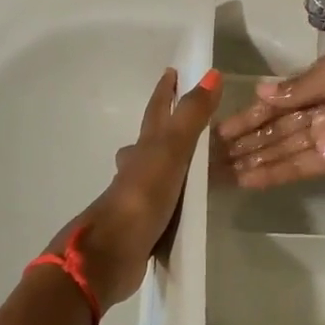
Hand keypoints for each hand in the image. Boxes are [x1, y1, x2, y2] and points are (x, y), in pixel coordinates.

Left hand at [46, 68, 221, 307]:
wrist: (111, 252)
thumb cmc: (142, 196)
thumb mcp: (171, 151)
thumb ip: (192, 115)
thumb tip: (212, 73)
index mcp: (144, 148)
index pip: (157, 111)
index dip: (165, 91)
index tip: (172, 72)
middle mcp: (138, 169)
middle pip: (151, 141)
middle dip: (166, 128)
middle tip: (188, 120)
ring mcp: (140, 198)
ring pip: (156, 173)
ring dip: (171, 165)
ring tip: (196, 164)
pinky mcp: (146, 225)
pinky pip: (166, 203)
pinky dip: (176, 198)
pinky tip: (187, 205)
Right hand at [216, 45, 324, 188]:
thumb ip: (301, 87)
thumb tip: (261, 92)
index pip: (281, 96)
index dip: (252, 111)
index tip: (219, 126)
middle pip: (278, 124)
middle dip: (246, 137)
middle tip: (210, 154)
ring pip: (283, 147)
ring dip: (253, 158)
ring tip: (218, 171)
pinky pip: (299, 166)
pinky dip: (273, 172)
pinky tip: (245, 179)